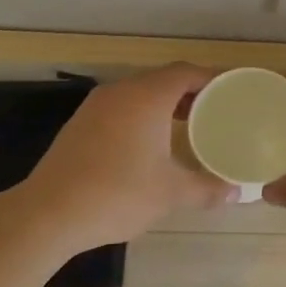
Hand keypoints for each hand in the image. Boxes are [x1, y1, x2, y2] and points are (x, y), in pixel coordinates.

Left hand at [20, 64, 237, 251]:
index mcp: (147, 97)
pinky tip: (151, 143)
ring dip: (165, 105)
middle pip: (163, 80)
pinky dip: (143, 116)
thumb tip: (237, 193)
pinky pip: (122, 108)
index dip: (213, 79)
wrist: (48, 213)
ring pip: (140, 94)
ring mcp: (96, 106)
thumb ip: (207, 188)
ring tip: (189, 127)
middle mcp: (121, 92)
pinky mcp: (81, 124)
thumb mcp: (170, 194)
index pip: (187, 73)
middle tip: (217, 112)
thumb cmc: (117, 194)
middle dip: (192, 93)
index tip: (233, 93)